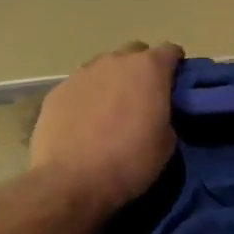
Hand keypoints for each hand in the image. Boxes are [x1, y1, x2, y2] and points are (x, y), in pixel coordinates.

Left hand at [30, 41, 183, 216]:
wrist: (70, 181)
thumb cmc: (129, 161)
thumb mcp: (166, 143)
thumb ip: (165, 115)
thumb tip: (155, 113)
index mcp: (149, 69)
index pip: (170, 51)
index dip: (176, 66)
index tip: (175, 85)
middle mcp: (115, 61)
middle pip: (135, 53)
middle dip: (141, 69)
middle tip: (143, 98)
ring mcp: (82, 73)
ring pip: (104, 67)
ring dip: (112, 81)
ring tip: (110, 111)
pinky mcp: (57, 91)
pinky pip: (80, 86)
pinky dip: (86, 97)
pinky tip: (84, 123)